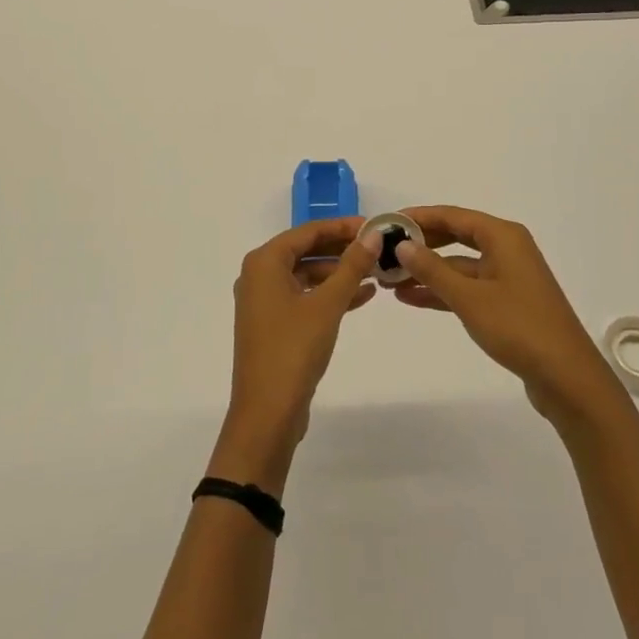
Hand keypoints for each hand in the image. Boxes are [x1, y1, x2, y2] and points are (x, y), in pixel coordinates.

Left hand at [212, 218, 379, 492]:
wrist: (266, 413)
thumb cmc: (293, 350)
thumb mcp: (328, 304)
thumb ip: (351, 266)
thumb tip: (373, 235)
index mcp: (264, 262)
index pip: (308, 231)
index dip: (342, 226)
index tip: (374, 225)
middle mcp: (259, 275)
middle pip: (307, 251)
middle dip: (343, 249)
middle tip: (378, 247)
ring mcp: (265, 301)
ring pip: (307, 275)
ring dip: (340, 273)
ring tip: (377, 272)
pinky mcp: (274, 324)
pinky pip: (305, 297)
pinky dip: (330, 295)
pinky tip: (363, 295)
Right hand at [392, 206, 627, 427]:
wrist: (567, 378)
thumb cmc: (518, 328)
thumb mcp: (469, 297)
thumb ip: (433, 269)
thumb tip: (403, 245)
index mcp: (503, 236)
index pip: (452, 216)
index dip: (419, 218)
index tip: (388, 222)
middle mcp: (507, 249)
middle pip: (456, 237)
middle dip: (421, 246)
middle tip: (385, 252)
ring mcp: (508, 277)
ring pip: (459, 266)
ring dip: (428, 273)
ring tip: (390, 281)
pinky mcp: (507, 303)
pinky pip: (467, 287)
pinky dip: (443, 291)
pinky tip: (413, 298)